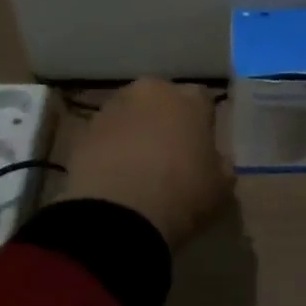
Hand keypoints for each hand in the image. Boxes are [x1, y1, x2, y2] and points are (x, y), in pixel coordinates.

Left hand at [60, 80, 233, 250]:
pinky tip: (115, 178)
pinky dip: (110, 150)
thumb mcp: (221, 188)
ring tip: (137, 170)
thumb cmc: (181, 194)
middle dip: (166, 121)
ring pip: (131, 115)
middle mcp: (151, 91)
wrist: (118, 214)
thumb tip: (215, 162)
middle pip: (162, 101)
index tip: (202, 150)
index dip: (203, 125)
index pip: (203, 102)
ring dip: (135, 133)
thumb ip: (221, 166)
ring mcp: (113, 108)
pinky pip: (105, 136)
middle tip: (169, 155)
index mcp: (190, 98)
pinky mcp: (84, 131)